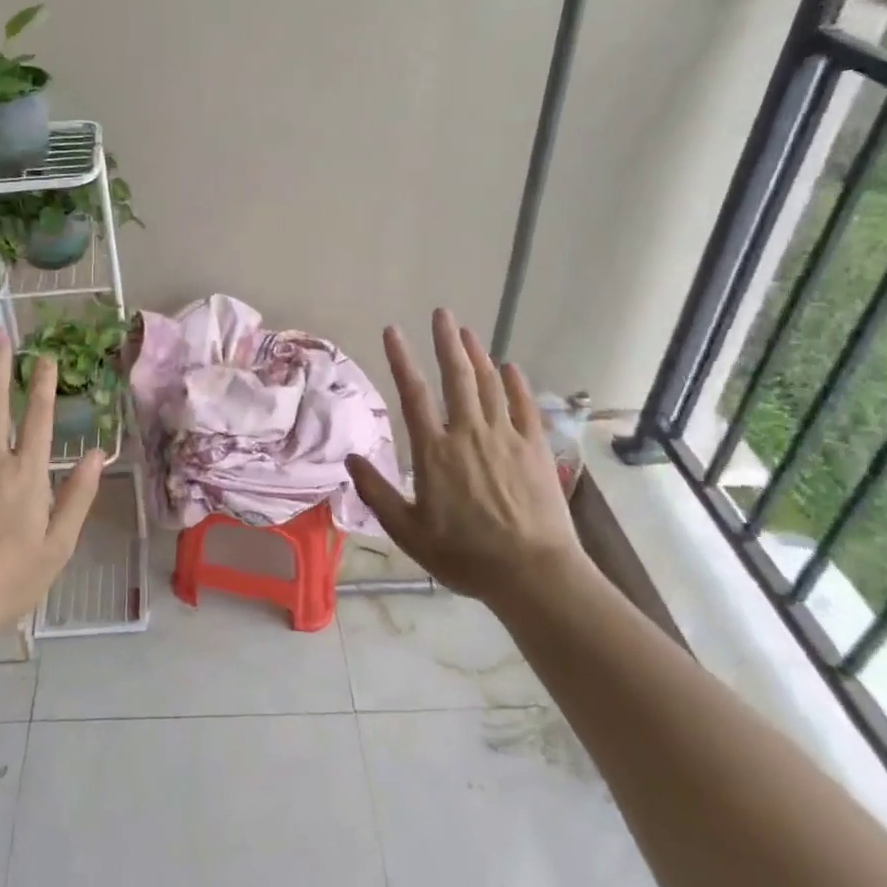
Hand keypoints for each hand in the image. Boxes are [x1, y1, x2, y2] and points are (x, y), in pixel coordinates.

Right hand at [345, 308, 582, 603]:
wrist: (532, 573)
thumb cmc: (464, 555)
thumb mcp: (408, 531)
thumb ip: (376, 492)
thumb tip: (351, 460)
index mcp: (434, 451)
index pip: (413, 394)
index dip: (400, 359)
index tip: (392, 330)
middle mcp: (468, 433)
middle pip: (457, 376)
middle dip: (446, 342)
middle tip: (442, 313)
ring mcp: (506, 437)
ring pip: (489, 384)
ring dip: (477, 355)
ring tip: (467, 332)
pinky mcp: (535, 449)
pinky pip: (524, 406)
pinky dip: (516, 383)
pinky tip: (511, 367)